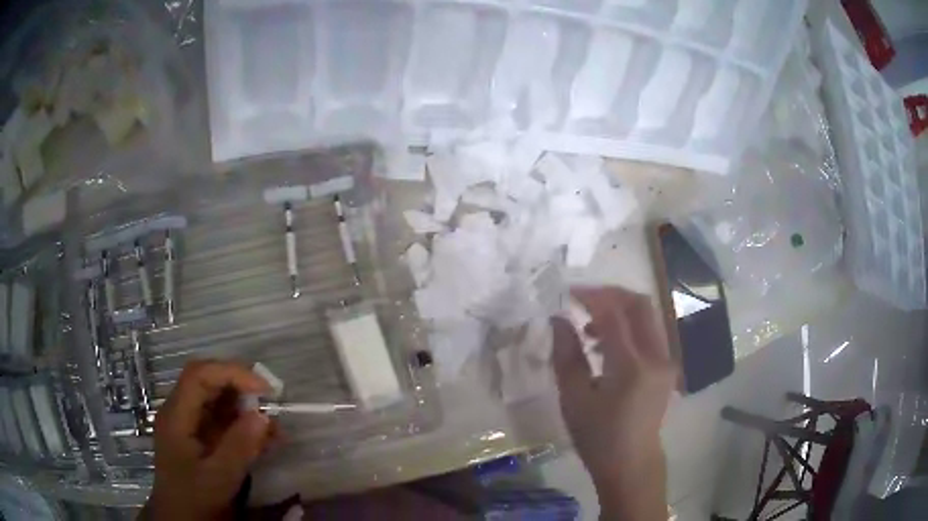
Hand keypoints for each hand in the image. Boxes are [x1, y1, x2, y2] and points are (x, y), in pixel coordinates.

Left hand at [145, 360, 278, 520]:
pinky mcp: (198, 436)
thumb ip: (239, 446)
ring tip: (273, 428)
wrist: (181, 518)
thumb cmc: (195, 498)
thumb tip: (263, 415)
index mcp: (177, 415)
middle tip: (271, 402)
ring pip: (216, 400)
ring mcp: (188, 424)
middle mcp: (180, 411)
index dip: (231, 373)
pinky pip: (220, 420)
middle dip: (240, 387)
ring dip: (245, 408)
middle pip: (207, 382)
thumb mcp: (219, 477)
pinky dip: (242, 425)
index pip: (200, 375)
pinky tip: (263, 440)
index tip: (264, 389)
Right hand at [551, 287, 675, 518]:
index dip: (591, 296)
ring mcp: (666, 361)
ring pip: (647, 316)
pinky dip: (629, 327)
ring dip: (619, 311)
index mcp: (631, 366)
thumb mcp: (574, 399)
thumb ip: (566, 355)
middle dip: (610, 295)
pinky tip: (607, 347)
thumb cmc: (598, 437)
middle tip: (582, 300)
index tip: (568, 293)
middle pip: (639, 304)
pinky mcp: (666, 367)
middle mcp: (656, 356)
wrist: (631, 464)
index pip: (614, 313)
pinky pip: (649, 333)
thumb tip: (558, 320)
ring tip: (589, 329)